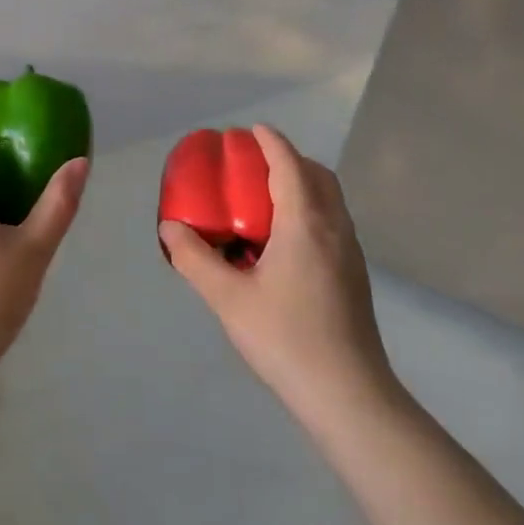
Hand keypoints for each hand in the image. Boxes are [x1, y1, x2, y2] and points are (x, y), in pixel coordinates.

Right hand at [160, 124, 400, 418]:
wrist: (349, 395)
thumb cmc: (286, 339)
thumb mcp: (229, 299)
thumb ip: (195, 259)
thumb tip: (170, 227)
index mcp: (306, 224)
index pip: (290, 166)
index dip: (271, 142)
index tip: (251, 130)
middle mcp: (334, 229)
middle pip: (318, 176)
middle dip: (290, 160)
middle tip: (255, 165)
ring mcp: (349, 253)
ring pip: (330, 200)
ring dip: (302, 185)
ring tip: (265, 201)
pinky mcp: (354, 275)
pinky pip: (332, 222)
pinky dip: (310, 210)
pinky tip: (283, 243)